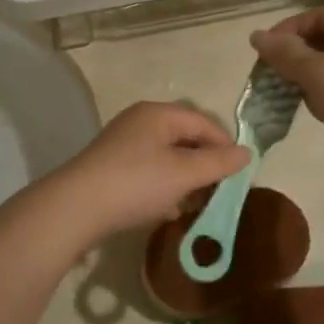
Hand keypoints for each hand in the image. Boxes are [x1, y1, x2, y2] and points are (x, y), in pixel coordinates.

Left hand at [45, 102, 249, 243]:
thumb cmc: (136, 183)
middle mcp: (140, 122)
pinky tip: (167, 209)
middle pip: (185, 138)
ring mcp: (123, 144)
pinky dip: (164, 187)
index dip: (225, 146)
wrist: (76, 207)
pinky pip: (149, 171)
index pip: (204, 122)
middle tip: (218, 192)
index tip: (238, 176)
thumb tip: (247, 152)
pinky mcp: (112, 167)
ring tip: (195, 204)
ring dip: (185, 179)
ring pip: (167, 157)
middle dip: (205, 165)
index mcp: (158, 114)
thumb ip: (218, 162)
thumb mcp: (184, 173)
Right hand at [251, 7, 323, 161]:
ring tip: (292, 90)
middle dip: (297, 53)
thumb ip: (284, 52)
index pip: (318, 14)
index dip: (288, 28)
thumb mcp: (315, 72)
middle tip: (274, 71)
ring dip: (309, 73)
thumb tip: (256, 35)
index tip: (266, 50)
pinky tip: (317, 107)